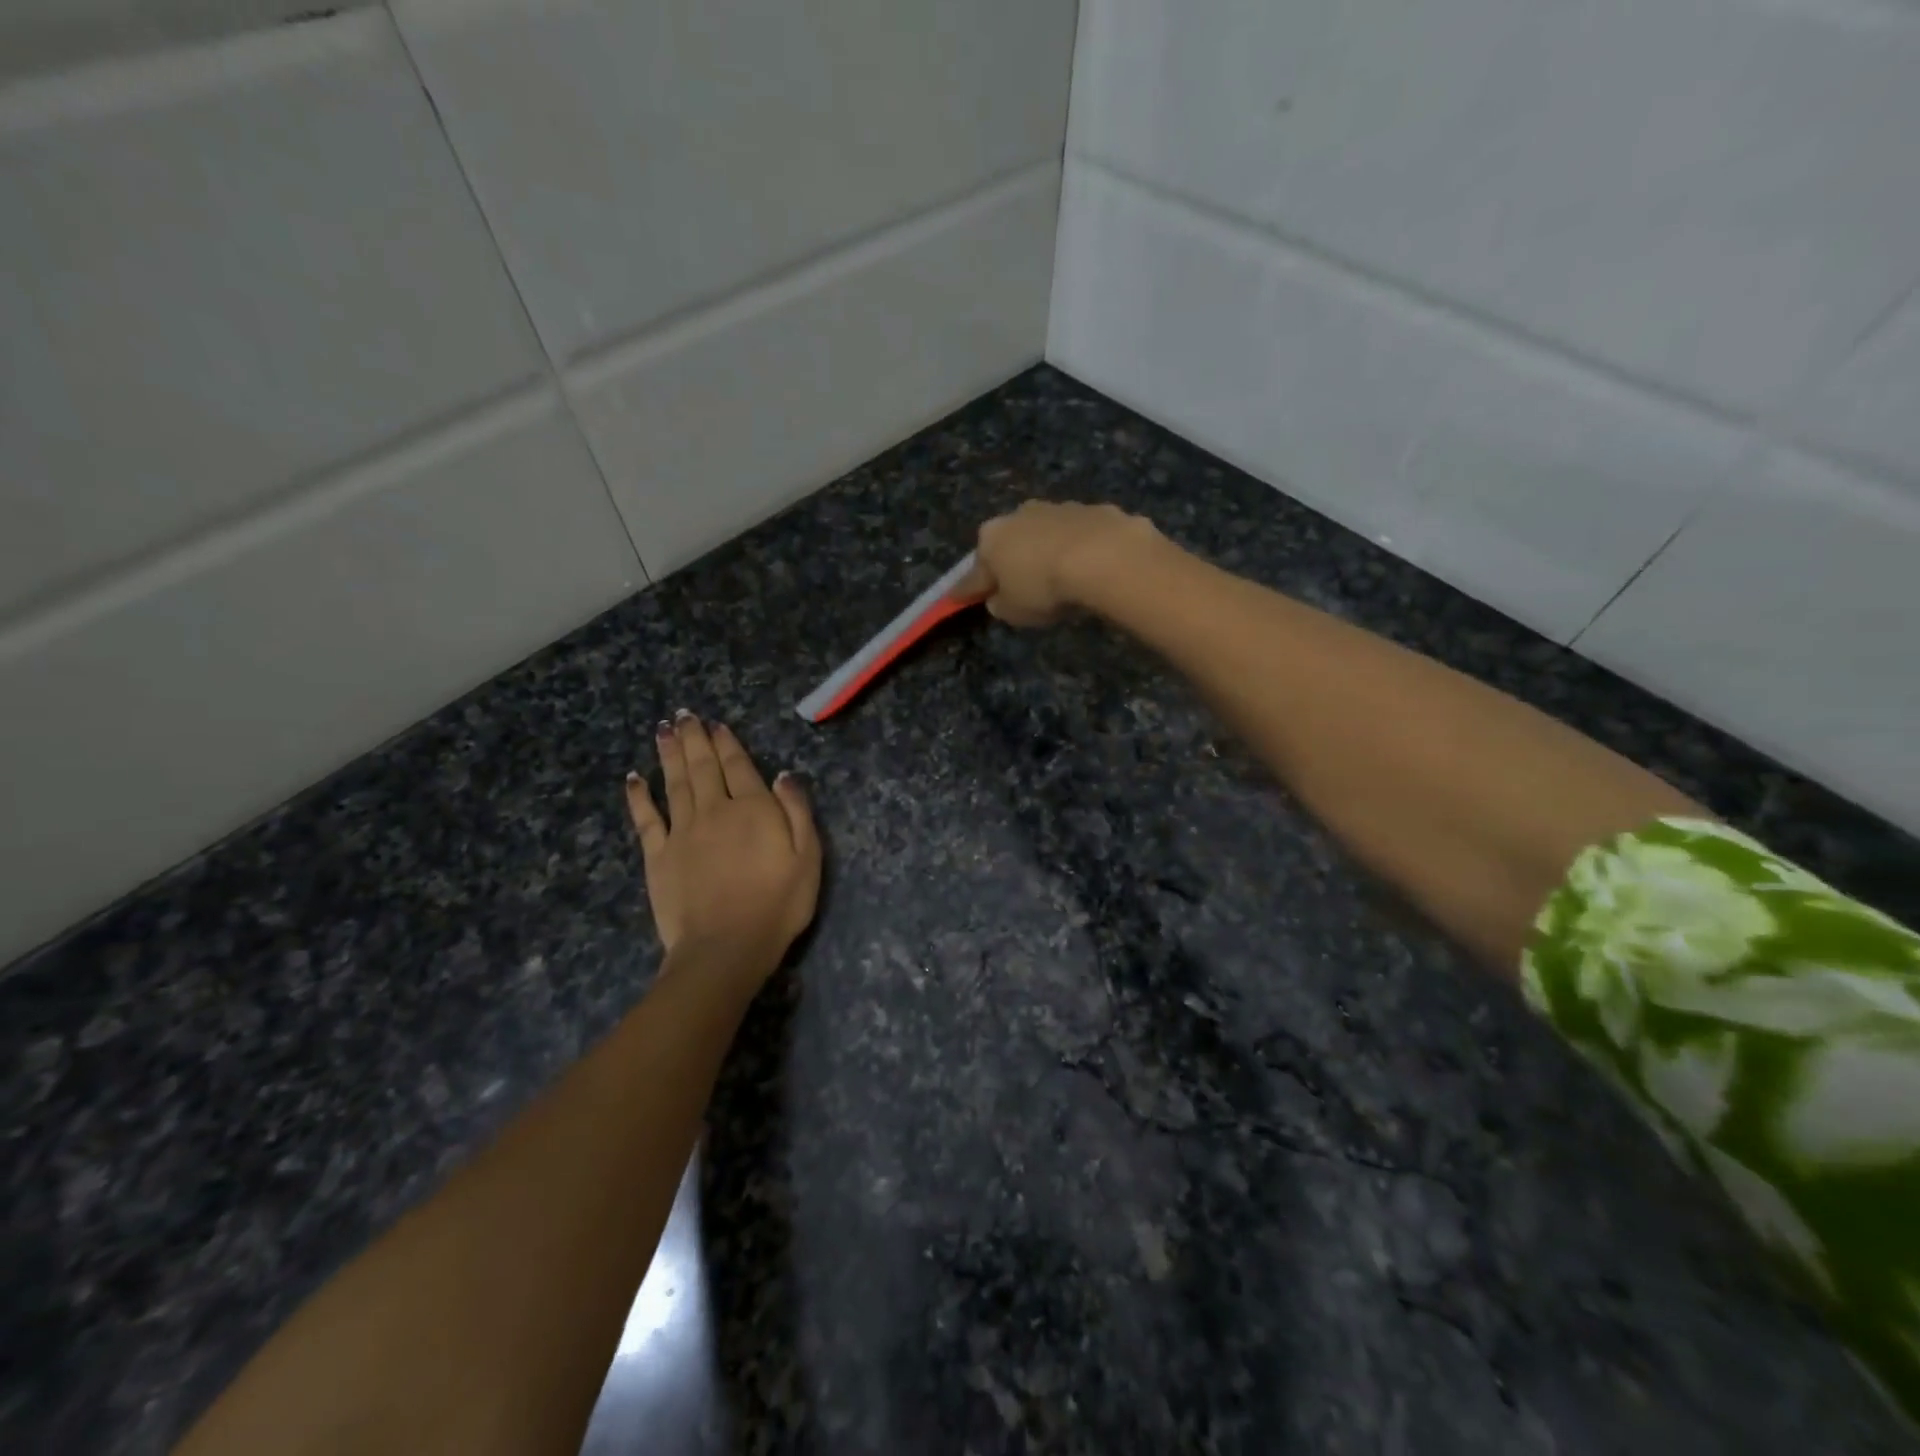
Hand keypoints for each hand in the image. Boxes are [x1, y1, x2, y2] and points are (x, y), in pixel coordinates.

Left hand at [625, 713, 820, 980]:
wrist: (726, 947)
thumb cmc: (778, 905)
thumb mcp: (808, 858)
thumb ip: (797, 812)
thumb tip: (784, 775)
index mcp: (753, 809)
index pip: (739, 766)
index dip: (727, 743)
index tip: (717, 724)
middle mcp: (715, 810)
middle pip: (703, 766)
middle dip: (694, 738)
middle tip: (683, 715)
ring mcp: (682, 832)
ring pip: (675, 782)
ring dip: (669, 754)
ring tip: (664, 730)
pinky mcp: (658, 855)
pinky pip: (646, 818)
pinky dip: (639, 796)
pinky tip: (634, 778)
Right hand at [951, 500, 1159, 625]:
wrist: (1104, 556)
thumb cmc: (1045, 587)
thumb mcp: (1014, 611)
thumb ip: (1001, 605)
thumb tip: (999, 598)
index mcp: (991, 538)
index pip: (974, 572)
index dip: (968, 589)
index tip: (958, 598)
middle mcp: (1019, 515)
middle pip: (1010, 543)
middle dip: (1012, 561)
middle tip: (1020, 586)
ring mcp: (1058, 508)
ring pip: (1046, 534)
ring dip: (1048, 551)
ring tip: (1061, 577)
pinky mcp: (1094, 510)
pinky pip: (1080, 535)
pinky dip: (1081, 549)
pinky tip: (1092, 567)